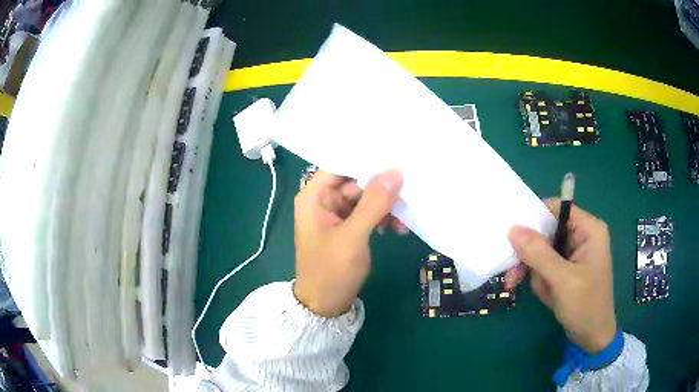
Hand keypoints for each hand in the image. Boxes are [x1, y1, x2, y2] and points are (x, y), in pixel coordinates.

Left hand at [293, 169, 403, 316]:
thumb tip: (396, 172)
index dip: (365, 160)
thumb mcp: (353, 237)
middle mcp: (323, 200)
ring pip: (366, 198)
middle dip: (382, 188)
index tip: (394, 157)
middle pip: (356, 182)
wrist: (325, 305)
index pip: (340, 165)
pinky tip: (397, 230)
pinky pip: (368, 214)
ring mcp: (336, 214)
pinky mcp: (347, 227)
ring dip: (386, 206)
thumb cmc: (331, 271)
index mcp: (314, 196)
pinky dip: (382, 219)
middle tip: (409, 191)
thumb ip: (374, 204)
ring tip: (404, 219)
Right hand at [507, 199, 616, 352]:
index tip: (515, 239)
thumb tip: (512, 228)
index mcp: (589, 229)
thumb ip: (538, 253)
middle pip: (548, 231)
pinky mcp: (568, 268)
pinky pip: (546, 265)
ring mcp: (575, 253)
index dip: (535, 219)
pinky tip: (548, 295)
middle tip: (515, 276)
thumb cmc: (585, 306)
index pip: (557, 208)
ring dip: (538, 273)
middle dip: (534, 256)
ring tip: (546, 292)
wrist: (592, 337)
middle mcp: (582, 236)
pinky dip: (542, 280)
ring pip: (543, 250)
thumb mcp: (562, 280)